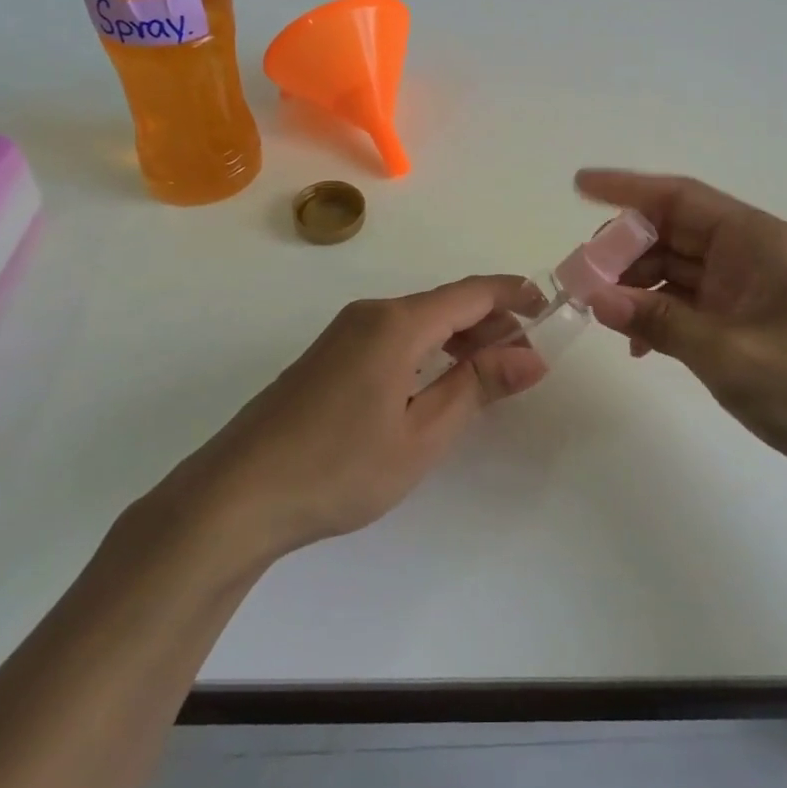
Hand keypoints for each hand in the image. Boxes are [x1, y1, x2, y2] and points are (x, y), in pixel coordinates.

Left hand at [161, 278, 548, 562]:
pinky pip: (392, 337)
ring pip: (418, 322)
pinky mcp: (328, 357)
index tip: (548, 308)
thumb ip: (477, 386)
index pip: (470, 293)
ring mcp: (344, 334)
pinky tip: (437, 382)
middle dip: (491, 324)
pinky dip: (427, 350)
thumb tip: (531, 356)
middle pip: (444, 305)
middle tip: (526, 360)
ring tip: (491, 374)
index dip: (513, 296)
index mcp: (396, 323)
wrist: (238, 494)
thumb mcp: (422, 433)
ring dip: (459, 339)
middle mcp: (370, 314)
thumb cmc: (340, 466)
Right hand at [575, 170, 786, 485]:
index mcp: (755, 241)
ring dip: (636, 286)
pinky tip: (637, 346)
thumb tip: (595, 297)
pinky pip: (687, 302)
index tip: (579, 186)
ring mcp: (746, 288)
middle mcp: (748, 253)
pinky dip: (658, 315)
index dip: (627, 189)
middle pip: (671, 232)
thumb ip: (660, 321)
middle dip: (623, 249)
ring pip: (675, 268)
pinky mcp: (743, 320)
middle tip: (579, 275)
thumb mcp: (730, 354)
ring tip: (599, 311)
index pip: (680, 198)